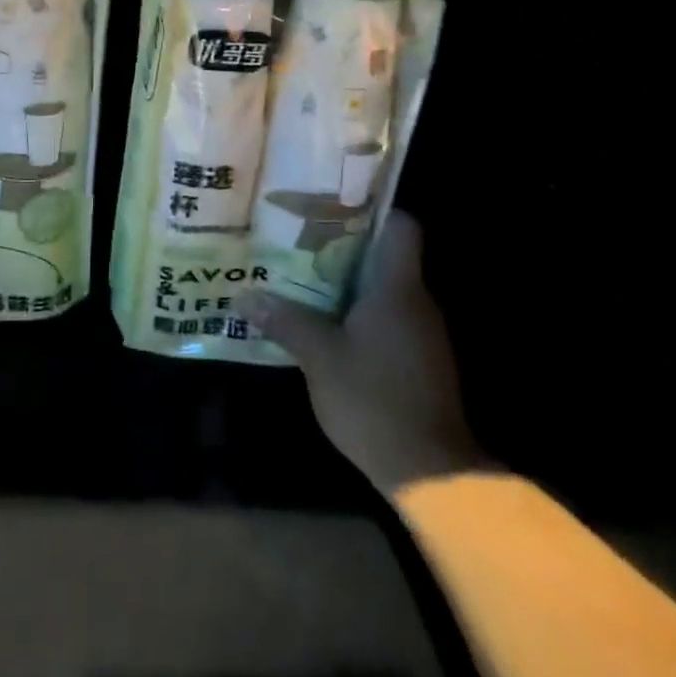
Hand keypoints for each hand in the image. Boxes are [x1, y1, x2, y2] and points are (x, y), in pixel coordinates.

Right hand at [238, 212, 484, 495]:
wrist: (430, 472)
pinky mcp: (421, 361)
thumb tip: (244, 295)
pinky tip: (329, 324)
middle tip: (301, 239)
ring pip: (385, 289)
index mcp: (397, 287)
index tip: (334, 204)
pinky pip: (390, 319)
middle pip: (386, 256)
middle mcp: (416, 301)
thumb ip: (285, 321)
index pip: (401, 226)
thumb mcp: (319, 358)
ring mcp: (423, 333)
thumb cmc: (374, 399)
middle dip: (345, 246)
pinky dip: (362, 314)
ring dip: (351, 283)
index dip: (373, 209)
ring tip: (305, 276)